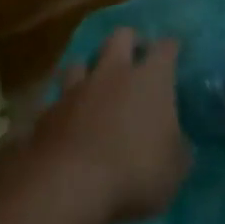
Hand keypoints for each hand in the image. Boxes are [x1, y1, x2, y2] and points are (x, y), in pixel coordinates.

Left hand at [29, 28, 190, 223]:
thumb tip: (176, 142)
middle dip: (130, 41)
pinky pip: (58, 100)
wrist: (67, 186)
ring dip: (90, 71)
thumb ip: (177, 149)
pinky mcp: (47, 112)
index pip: (165, 48)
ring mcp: (76, 90)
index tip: (175, 51)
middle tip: (136, 58)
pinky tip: (68, 121)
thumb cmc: (134, 172)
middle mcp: (113, 73)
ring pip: (81, 62)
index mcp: (150, 79)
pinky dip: (65, 106)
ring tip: (96, 87)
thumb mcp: (174, 169)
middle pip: (120, 37)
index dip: (172, 48)